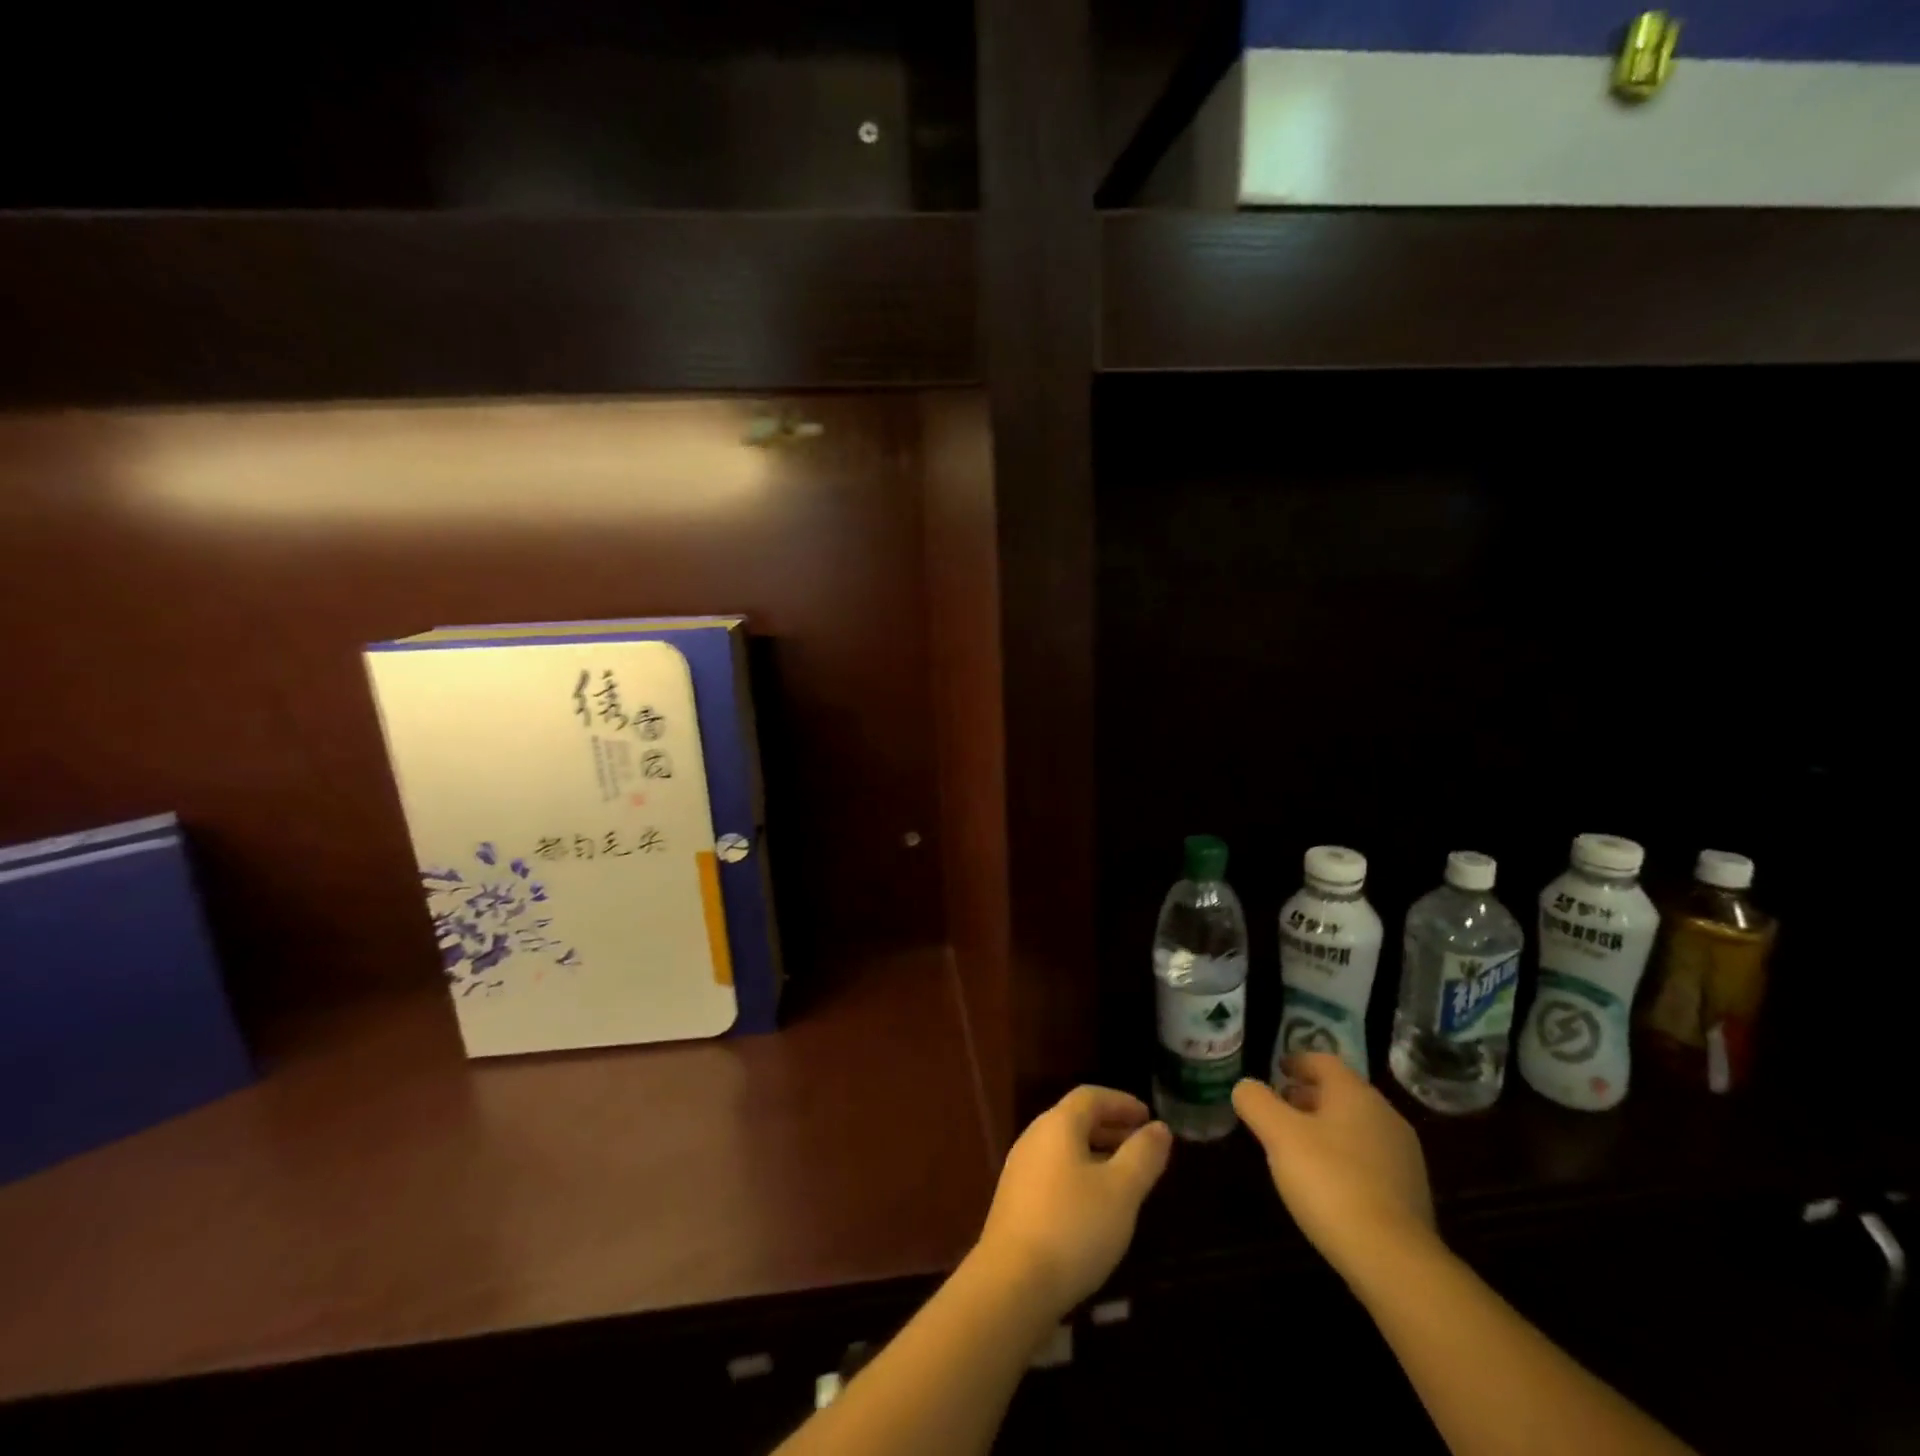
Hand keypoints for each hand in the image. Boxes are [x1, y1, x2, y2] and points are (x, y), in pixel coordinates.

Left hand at [973, 1087, 1171, 1318]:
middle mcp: (1034, 1137)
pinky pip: (1054, 1172)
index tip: (1148, 1117)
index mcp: (1057, 1125)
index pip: (1091, 1097)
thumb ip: (1143, 1156)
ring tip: (1125, 1178)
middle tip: (1142, 1147)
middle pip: (1075, 1120)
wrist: (1012, 1284)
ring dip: (1096, 1153)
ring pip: (1064, 1148)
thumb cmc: (1074, 1228)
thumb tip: (1159, 1128)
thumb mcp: (1121, 1191)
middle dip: (1111, 1128)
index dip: (1121, 1102)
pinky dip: (1080, 1175)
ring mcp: (1020, 1169)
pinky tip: (1095, 1207)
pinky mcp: (1015, 1201)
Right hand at [1232, 1056, 1436, 1284]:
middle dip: (1308, 1095)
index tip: (1276, 1070)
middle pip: (1341, 1093)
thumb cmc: (1330, 1182)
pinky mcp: (1410, 1193)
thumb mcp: (1278, 1135)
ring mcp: (1403, 1155)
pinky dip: (1344, 1156)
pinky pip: (1369, 1158)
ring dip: (1326, 1126)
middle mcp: (1385, 1115)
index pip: (1323, 1061)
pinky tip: (1326, 1180)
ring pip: (1356, 1125)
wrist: (1394, 1260)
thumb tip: (1246, 1086)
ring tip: (1297, 1145)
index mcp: (1355, 1094)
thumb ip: (1256, 1101)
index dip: (1296, 1061)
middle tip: (1280, 1107)